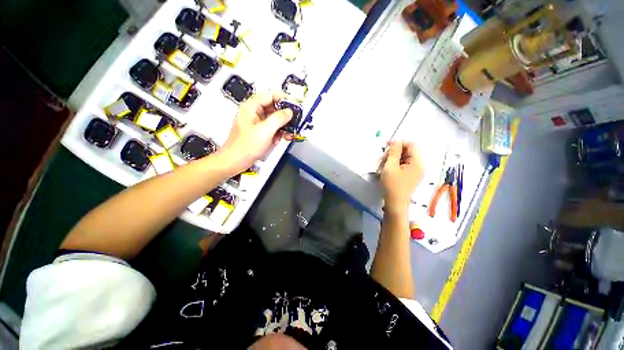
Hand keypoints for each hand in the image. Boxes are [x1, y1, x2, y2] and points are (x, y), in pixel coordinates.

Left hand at [218, 91, 292, 172]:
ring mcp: (257, 123)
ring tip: (290, 132)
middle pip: (273, 107)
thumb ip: (279, 118)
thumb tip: (289, 112)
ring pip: (274, 119)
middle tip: (296, 120)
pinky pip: (272, 128)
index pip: (270, 95)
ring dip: (283, 125)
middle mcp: (254, 113)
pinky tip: (282, 138)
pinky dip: (278, 132)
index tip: (296, 104)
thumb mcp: (265, 131)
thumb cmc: (246, 146)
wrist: (235, 161)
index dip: (284, 98)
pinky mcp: (259, 132)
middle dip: (285, 115)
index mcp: (251, 107)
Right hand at [380, 141, 423, 211]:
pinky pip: (404, 165)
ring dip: (393, 159)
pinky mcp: (411, 176)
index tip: (386, 146)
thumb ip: (393, 152)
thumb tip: (396, 141)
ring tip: (383, 165)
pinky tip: (387, 170)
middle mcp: (419, 165)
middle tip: (382, 159)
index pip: (411, 145)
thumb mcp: (390, 166)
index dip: (398, 143)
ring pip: (404, 159)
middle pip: (408, 151)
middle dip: (394, 153)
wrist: (395, 203)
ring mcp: (416, 172)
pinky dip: (395, 165)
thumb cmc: (392, 185)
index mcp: (417, 162)